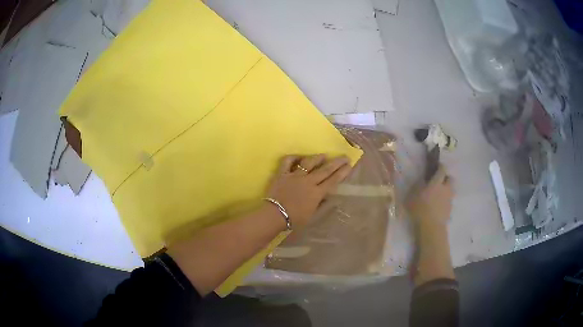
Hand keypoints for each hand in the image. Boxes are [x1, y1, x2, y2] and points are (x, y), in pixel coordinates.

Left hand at [266, 154, 352, 227]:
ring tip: (324, 155)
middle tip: (344, 156)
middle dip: (336, 162)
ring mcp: (295, 176)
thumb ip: (321, 204)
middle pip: (325, 170)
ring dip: (317, 158)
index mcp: (317, 193)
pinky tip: (299, 157)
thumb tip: (328, 195)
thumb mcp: (312, 215)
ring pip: (308, 162)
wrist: (275, 215)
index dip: (342, 173)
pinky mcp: (282, 173)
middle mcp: (308, 181)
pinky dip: (293, 157)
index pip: (333, 181)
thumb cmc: (294, 219)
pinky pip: (287, 161)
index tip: (349, 165)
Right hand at [406, 164, 453, 225]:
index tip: (436, 166)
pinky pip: (449, 200)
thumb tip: (421, 179)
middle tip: (438, 182)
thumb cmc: (420, 209)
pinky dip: (445, 201)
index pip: (442, 169)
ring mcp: (449, 199)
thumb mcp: (412, 195)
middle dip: (445, 178)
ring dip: (446, 190)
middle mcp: (446, 188)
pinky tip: (438, 206)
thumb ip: (417, 186)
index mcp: (437, 182)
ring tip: (438, 195)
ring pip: (450, 190)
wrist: (431, 227)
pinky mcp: (450, 209)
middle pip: (450, 179)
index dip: (440, 166)